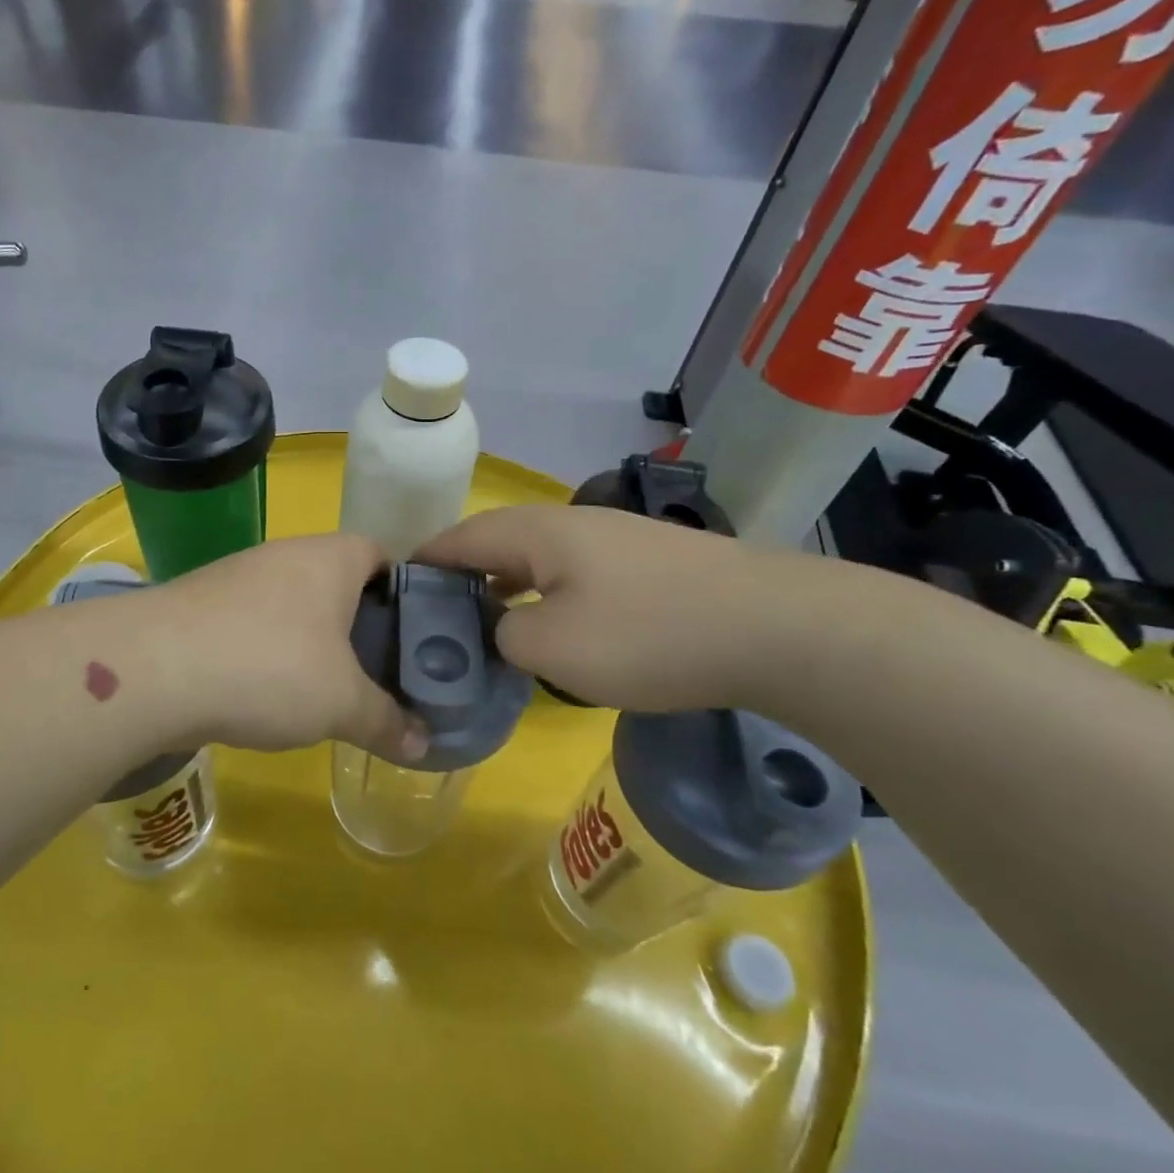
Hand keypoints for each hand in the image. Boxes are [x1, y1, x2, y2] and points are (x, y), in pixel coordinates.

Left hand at [158, 535, 427, 761]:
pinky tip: (265, 691)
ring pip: (291, 603)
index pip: (380, 554)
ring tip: (324, 688)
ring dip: (309, 640)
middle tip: (375, 670)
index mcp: (330, 558)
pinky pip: (251, 623)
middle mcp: (285, 554)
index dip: (401, 589)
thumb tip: (424, 745)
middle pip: (335, 580)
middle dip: (356, 623)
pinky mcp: (200, 605)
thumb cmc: (269, 668)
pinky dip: (266, 650)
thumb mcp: (342, 704)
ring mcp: (237, 576)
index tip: (411, 634)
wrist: (152, 670)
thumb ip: (386, 721)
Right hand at [416, 504, 785, 713]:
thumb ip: (506, 636)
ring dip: (507, 583)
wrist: (776, 627)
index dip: (425, 560)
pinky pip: (575, 570)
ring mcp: (615, 537)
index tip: (397, 587)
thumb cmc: (649, 634)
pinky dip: (547, 592)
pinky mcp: (648, 560)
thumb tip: (505, 627)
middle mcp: (572, 523)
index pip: (461, 537)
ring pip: (539, 556)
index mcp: (538, 533)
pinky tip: (555, 622)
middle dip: (464, 573)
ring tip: (486, 619)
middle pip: (498, 540)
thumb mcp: (554, 649)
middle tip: (438, 613)